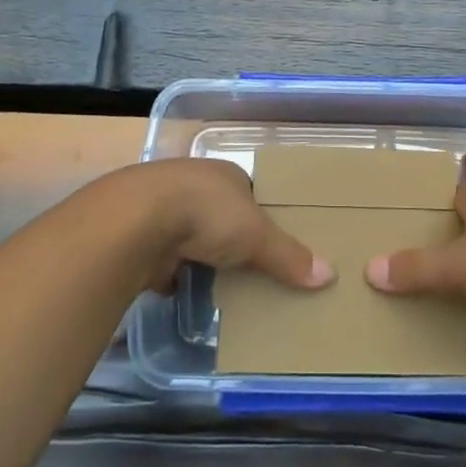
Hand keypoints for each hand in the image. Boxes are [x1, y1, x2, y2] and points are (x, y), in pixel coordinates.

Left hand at [116, 158, 334, 295]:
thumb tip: (329, 275)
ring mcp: (164, 208)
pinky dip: (176, 274)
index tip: (276, 243)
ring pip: (193, 236)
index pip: (252, 194)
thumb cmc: (206, 213)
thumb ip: (289, 255)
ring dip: (203, 257)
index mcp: (226, 174)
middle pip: (222, 216)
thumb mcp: (257, 234)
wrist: (135, 221)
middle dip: (233, 240)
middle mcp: (195, 184)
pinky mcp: (141, 236)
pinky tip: (186, 292)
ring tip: (223, 286)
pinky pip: (167, 258)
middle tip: (254, 270)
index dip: (264, 217)